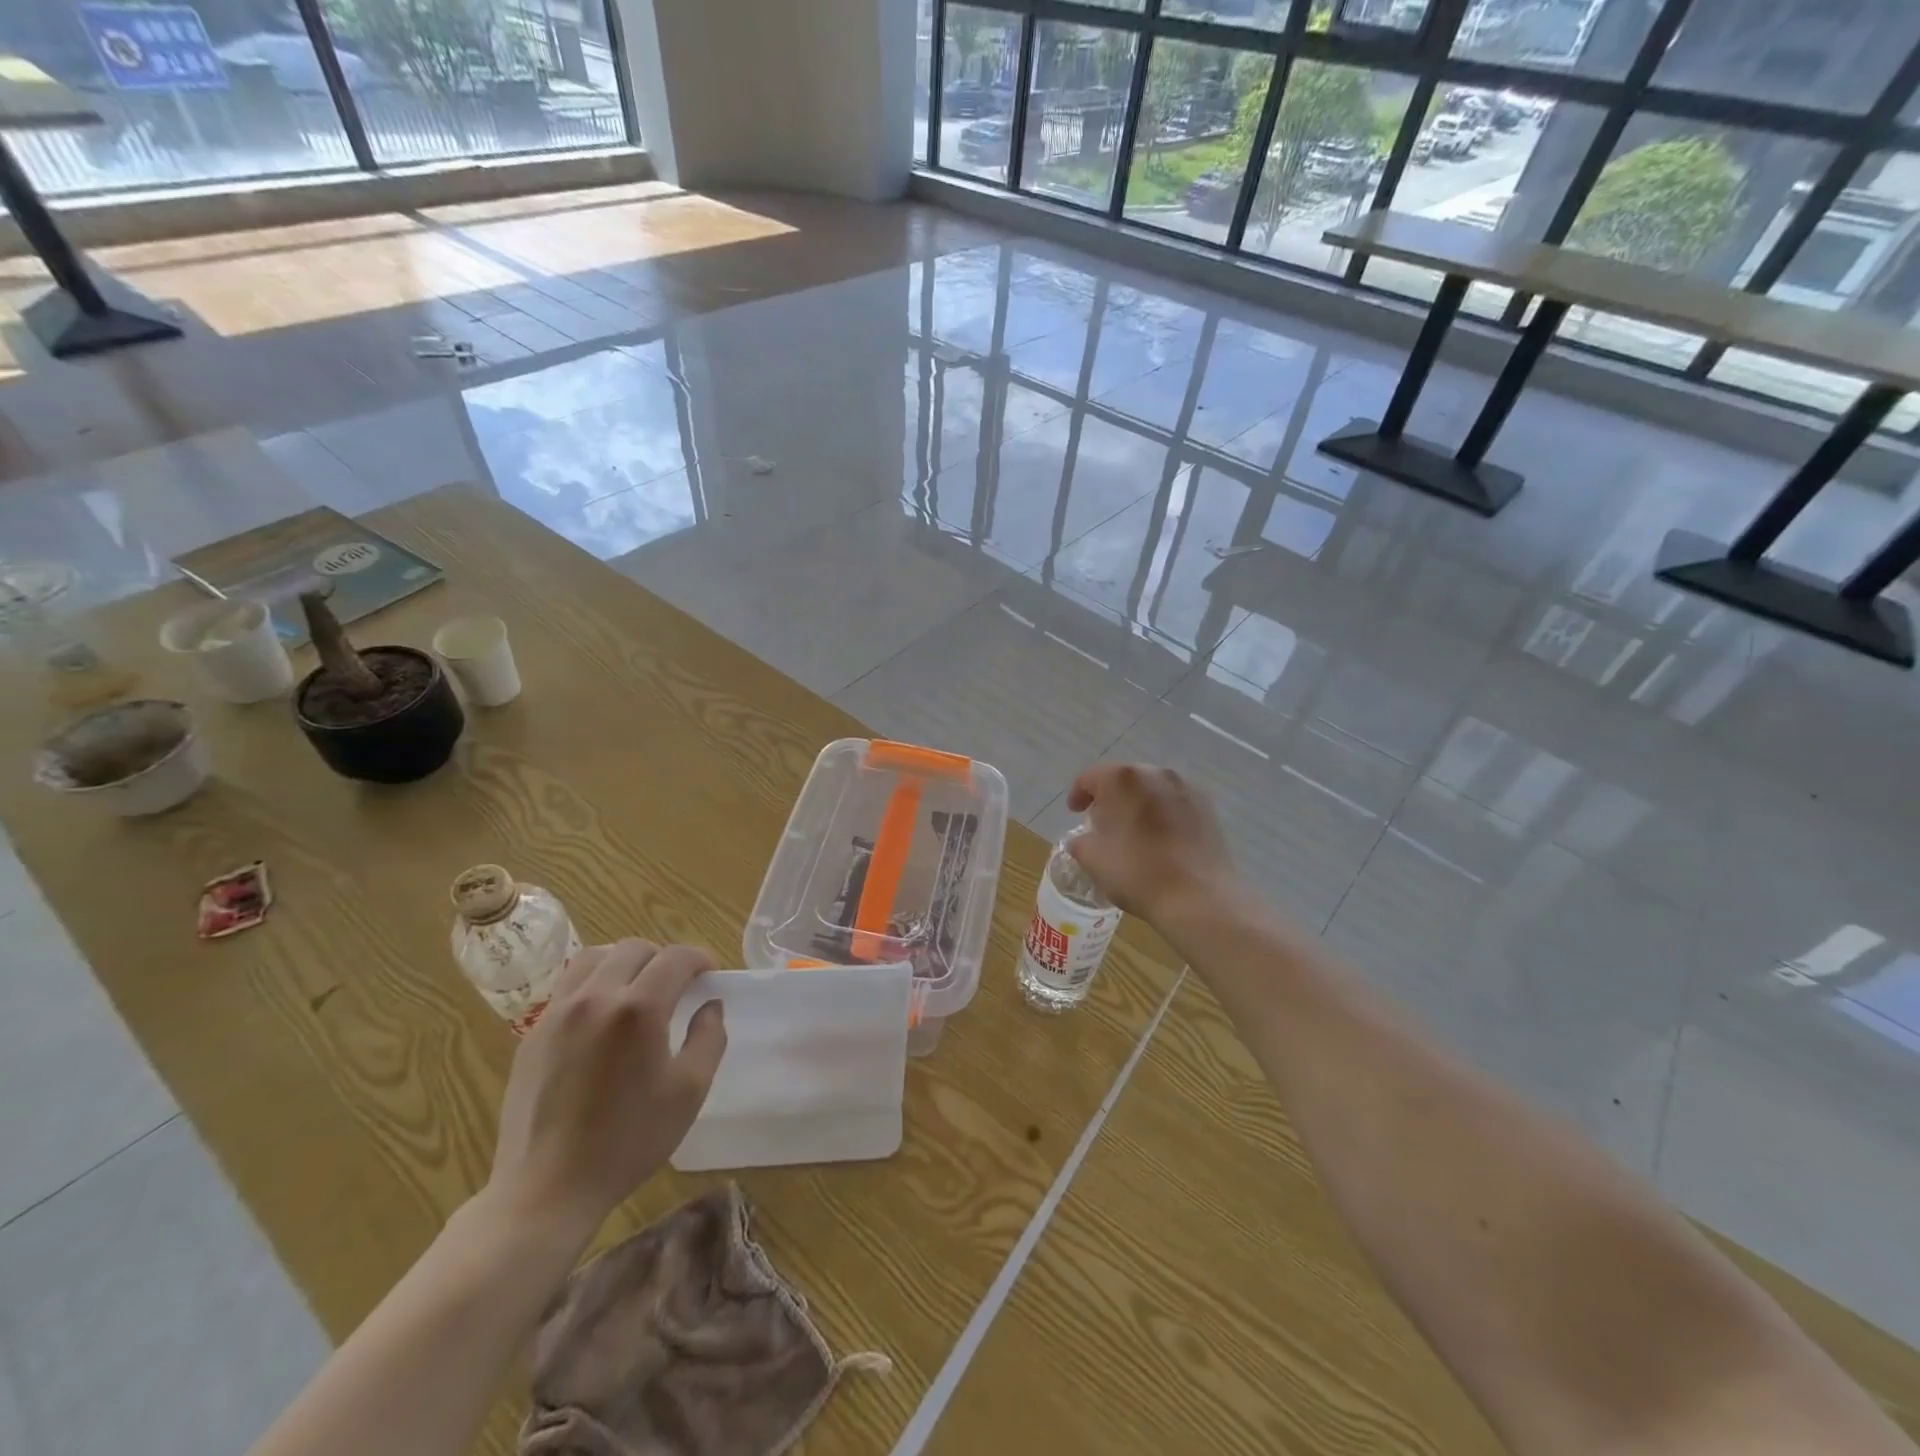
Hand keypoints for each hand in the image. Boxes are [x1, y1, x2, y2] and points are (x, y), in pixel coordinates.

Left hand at [485, 939, 726, 1241]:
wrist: (547, 1189)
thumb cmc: (628, 1141)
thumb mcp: (689, 1092)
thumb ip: (709, 1038)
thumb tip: (710, 1006)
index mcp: (639, 1009)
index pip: (676, 957)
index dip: (700, 958)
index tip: (709, 975)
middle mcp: (596, 997)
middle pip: (635, 948)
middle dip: (664, 958)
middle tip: (676, 985)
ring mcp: (558, 1012)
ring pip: (595, 957)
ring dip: (624, 962)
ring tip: (636, 989)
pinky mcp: (534, 1032)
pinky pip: (568, 985)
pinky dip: (593, 983)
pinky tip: (602, 1016)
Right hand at [1065, 763, 1236, 924]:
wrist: (1197, 897)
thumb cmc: (1136, 872)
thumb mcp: (1091, 858)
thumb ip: (1080, 841)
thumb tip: (1083, 839)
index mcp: (1122, 778)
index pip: (1090, 777)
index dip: (1078, 794)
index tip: (1074, 812)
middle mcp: (1155, 773)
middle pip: (1124, 778)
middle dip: (1110, 796)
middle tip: (1101, 821)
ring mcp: (1186, 788)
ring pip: (1152, 789)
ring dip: (1138, 803)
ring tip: (1132, 829)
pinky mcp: (1207, 807)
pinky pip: (1174, 803)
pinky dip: (1162, 813)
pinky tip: (1160, 837)